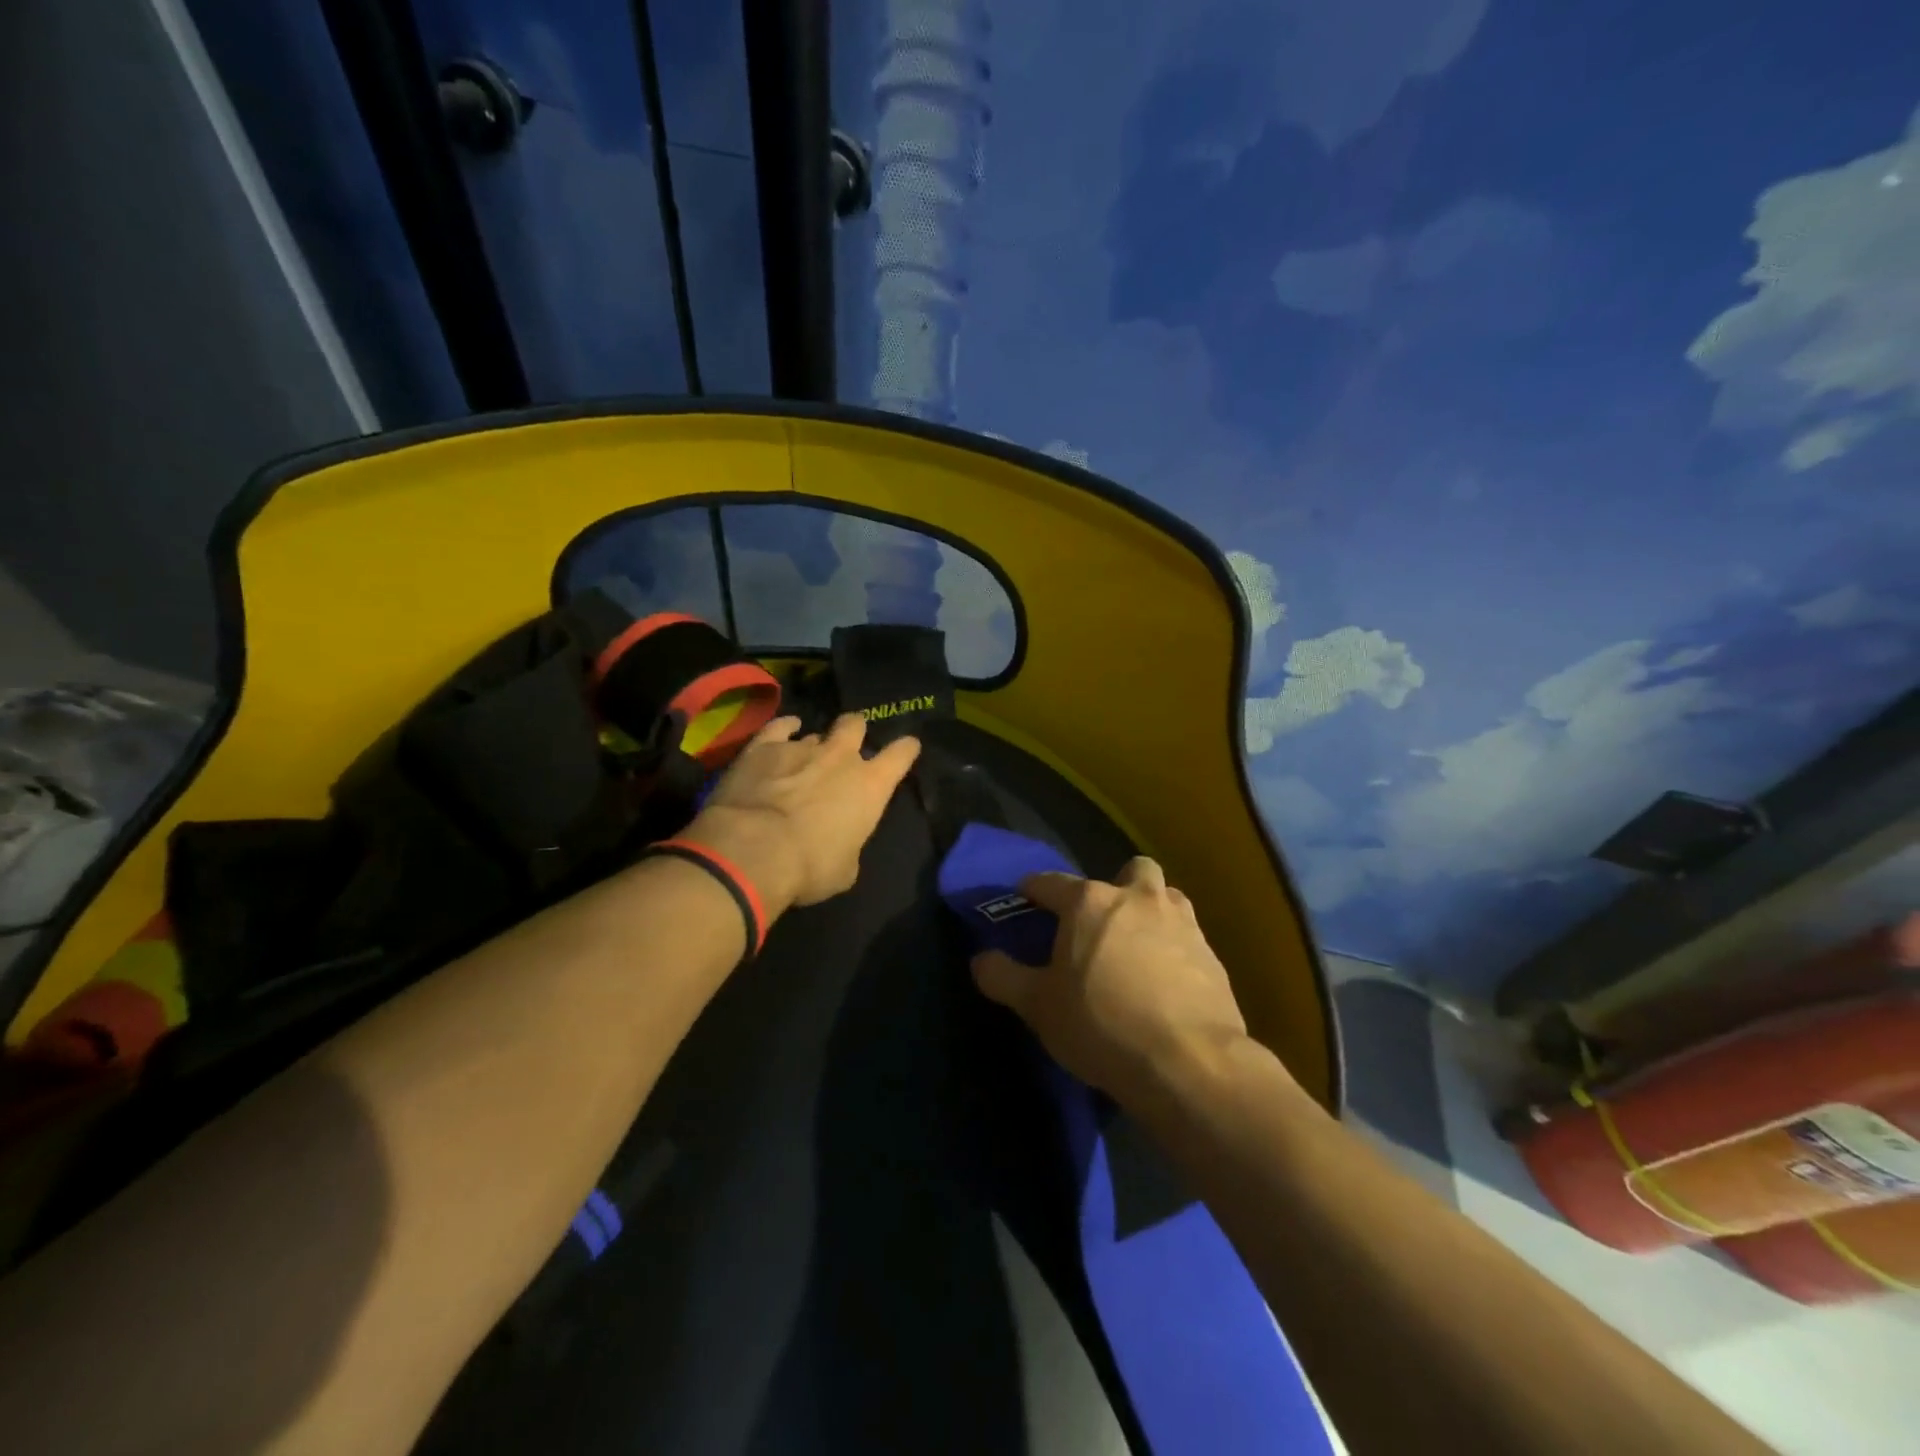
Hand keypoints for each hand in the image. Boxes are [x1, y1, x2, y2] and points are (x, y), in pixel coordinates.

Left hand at [685, 713, 920, 915]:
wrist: (754, 850)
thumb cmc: (810, 867)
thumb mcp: (844, 870)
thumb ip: (849, 846)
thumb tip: (841, 844)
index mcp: (870, 786)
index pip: (900, 755)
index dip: (906, 749)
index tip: (908, 746)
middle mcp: (840, 758)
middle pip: (855, 725)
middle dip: (855, 730)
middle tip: (848, 742)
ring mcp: (801, 747)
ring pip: (815, 733)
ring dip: (814, 744)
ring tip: (804, 758)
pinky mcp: (764, 747)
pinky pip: (779, 727)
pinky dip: (784, 728)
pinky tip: (785, 729)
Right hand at [971, 858, 1250, 1104]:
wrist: (1188, 1062)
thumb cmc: (1100, 1024)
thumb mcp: (1038, 1006)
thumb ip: (1003, 977)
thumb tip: (980, 958)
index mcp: (1090, 903)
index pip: (1051, 882)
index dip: (1034, 889)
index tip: (1025, 897)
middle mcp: (1138, 899)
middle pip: (1130, 871)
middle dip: (1116, 887)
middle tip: (1102, 923)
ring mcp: (1182, 923)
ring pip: (1167, 898)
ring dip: (1152, 913)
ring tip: (1138, 949)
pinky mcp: (1212, 955)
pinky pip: (1188, 938)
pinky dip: (1175, 950)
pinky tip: (1166, 983)